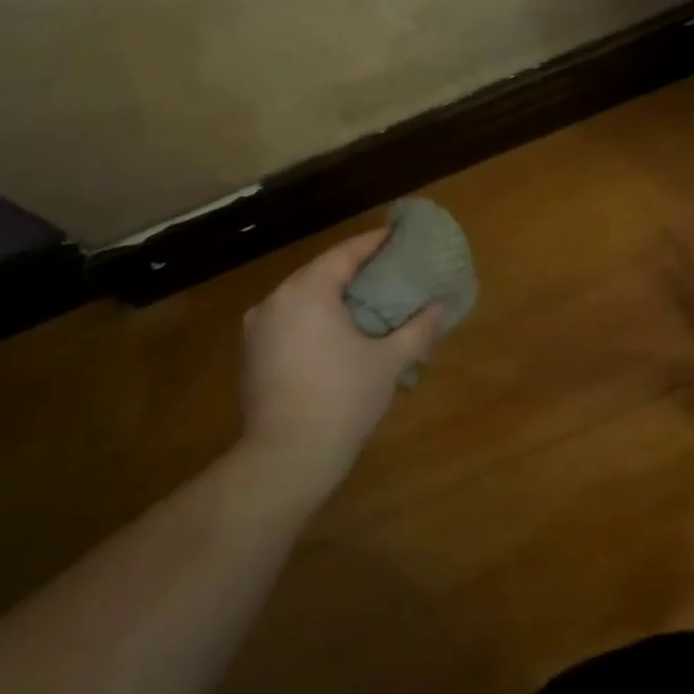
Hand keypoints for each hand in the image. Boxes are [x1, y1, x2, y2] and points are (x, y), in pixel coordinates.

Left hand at [235, 229, 445, 506]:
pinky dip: (315, 317)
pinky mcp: (252, 354)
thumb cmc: (343, 399)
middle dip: (354, 269)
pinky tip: (338, 332)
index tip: (398, 236)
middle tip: (389, 269)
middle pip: (320, 272)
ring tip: (367, 300)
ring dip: (333, 294)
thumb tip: (440, 306)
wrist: (287, 457)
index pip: (344, 254)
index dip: (374, 243)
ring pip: (302, 297)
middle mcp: (275, 301)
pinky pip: (289, 320)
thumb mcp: (389, 362)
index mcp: (307, 292)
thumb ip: (418, 329)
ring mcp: (258, 328)